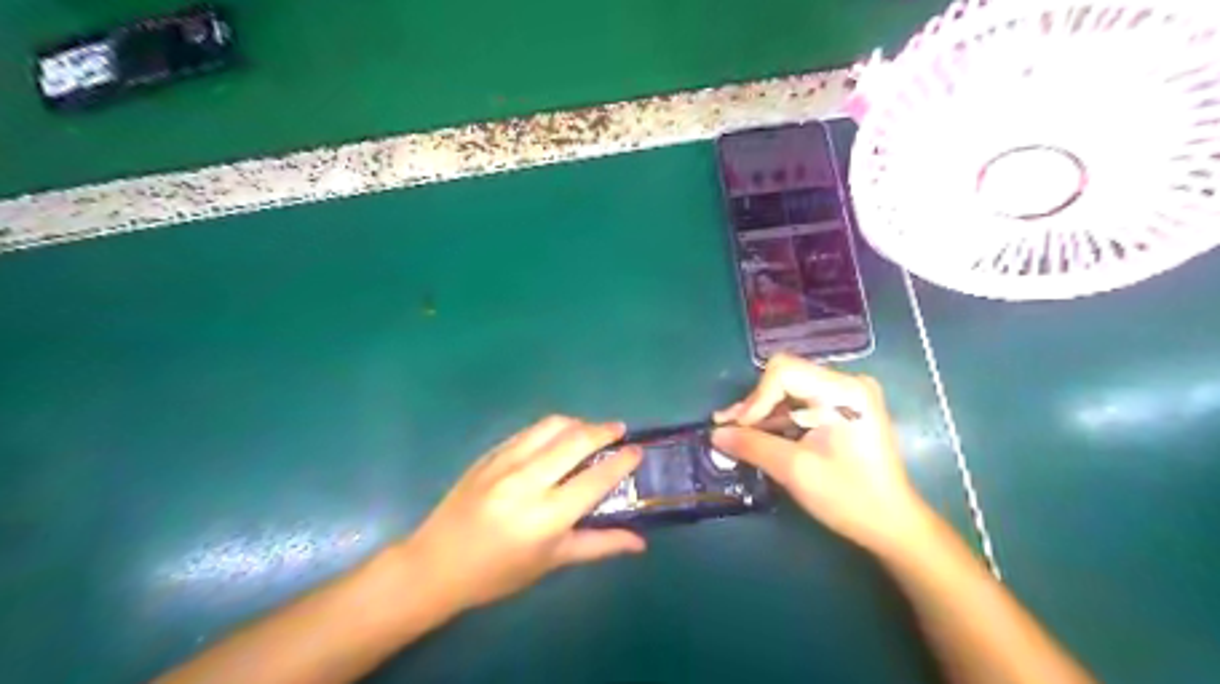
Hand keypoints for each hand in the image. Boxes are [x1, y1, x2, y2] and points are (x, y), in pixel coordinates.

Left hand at [400, 417, 645, 613]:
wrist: (436, 564)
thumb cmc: (498, 573)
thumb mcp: (551, 562)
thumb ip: (599, 545)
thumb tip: (640, 542)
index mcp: (546, 516)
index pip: (595, 479)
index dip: (621, 461)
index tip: (637, 451)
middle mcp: (527, 481)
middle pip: (576, 441)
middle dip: (604, 431)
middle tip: (619, 431)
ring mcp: (505, 463)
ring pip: (552, 426)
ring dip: (578, 423)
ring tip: (591, 431)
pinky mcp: (489, 454)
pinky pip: (529, 431)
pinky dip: (551, 429)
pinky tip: (557, 438)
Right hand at [710, 354, 931, 552]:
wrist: (892, 523)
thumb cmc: (848, 496)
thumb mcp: (794, 469)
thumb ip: (752, 445)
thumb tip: (715, 434)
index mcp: (843, 391)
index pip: (783, 372)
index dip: (755, 399)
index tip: (739, 429)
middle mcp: (847, 383)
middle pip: (785, 377)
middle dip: (755, 404)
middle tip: (728, 429)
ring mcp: (848, 395)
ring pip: (790, 390)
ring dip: (763, 412)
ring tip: (736, 433)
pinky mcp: (844, 409)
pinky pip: (802, 403)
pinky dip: (779, 418)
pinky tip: (759, 434)